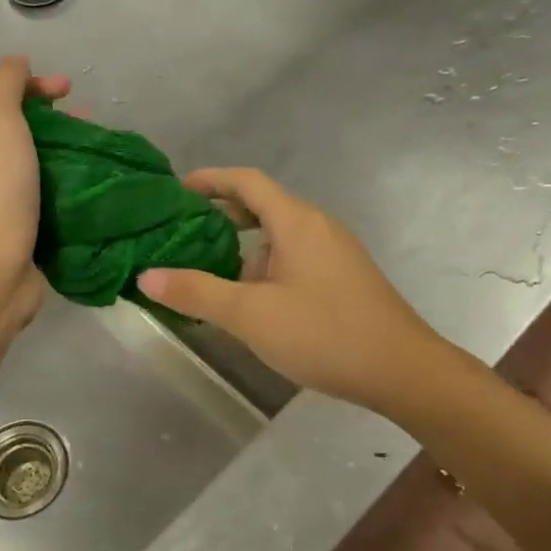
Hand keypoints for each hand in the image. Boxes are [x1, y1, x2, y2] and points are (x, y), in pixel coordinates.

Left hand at [0, 56, 69, 329]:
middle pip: (11, 133)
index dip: (27, 87)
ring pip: (30, 167)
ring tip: (97, 153)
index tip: (68, 90)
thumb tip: (16, 62)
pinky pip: (42, 200)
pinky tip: (90, 186)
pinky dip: (64, 189)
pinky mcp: (14, 235)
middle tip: (88, 123)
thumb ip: (3, 84)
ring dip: (63, 155)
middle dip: (52, 122)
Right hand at [138, 168, 441, 413]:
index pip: (247, 182)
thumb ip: (198, 292)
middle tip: (183, 233)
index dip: (210, 179)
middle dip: (222, 215)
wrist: (403, 371)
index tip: (177, 189)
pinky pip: (295, 259)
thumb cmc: (324, 333)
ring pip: (279, 237)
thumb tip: (147, 275)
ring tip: (209, 274)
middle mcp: (318, 227)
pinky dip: (265, 267)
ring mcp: (336, 253)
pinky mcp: (344, 279)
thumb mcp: (251, 315)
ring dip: (243, 248)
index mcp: (297, 221)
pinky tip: (252, 302)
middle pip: (264, 206)